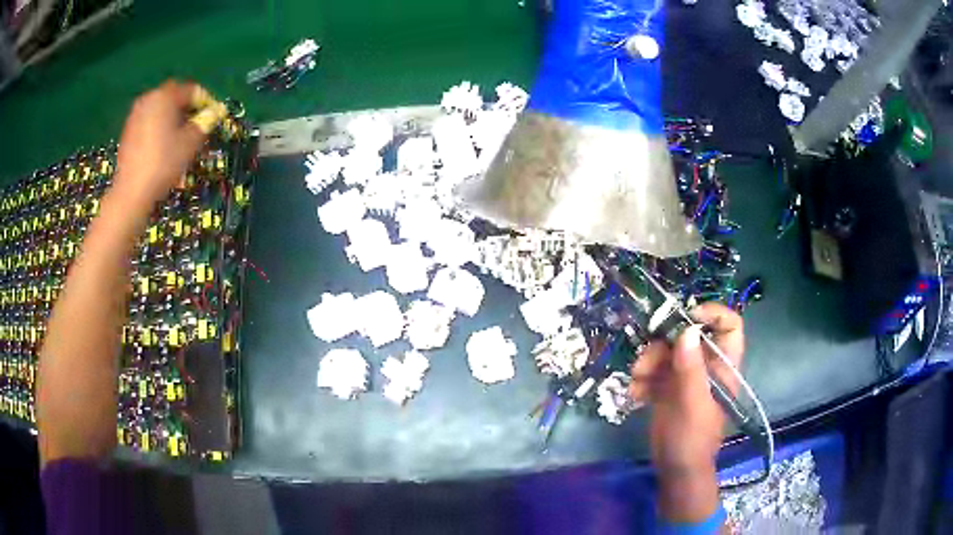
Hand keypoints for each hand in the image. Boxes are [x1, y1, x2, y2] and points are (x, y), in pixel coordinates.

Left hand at [113, 80, 212, 209]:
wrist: (131, 192)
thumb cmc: (163, 163)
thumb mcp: (190, 143)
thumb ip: (205, 122)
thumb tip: (216, 112)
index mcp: (165, 96)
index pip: (191, 90)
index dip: (205, 101)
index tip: (213, 115)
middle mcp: (149, 98)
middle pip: (174, 97)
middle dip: (187, 109)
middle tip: (197, 125)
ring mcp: (136, 115)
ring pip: (160, 110)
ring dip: (172, 118)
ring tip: (180, 137)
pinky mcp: (128, 131)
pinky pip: (149, 122)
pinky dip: (159, 128)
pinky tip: (163, 146)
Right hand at [629, 303, 743, 521]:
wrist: (675, 469)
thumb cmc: (693, 438)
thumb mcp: (693, 404)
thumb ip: (691, 369)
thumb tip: (687, 330)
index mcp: (722, 365)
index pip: (729, 326)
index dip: (712, 314)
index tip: (685, 318)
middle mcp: (705, 365)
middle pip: (687, 336)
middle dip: (663, 344)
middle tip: (646, 359)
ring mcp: (685, 376)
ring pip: (666, 352)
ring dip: (647, 362)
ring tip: (637, 381)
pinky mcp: (667, 388)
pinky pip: (653, 370)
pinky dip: (641, 379)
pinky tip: (635, 394)